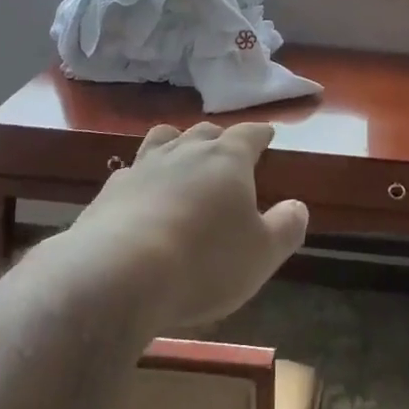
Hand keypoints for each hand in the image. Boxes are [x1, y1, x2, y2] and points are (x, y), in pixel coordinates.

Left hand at [69, 121, 308, 328]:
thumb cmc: (204, 261)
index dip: (260, 133)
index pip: (249, 134)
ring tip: (181, 155)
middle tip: (226, 151)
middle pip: (205, 132)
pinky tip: (142, 194)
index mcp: (227, 159)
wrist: (118, 275)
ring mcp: (143, 166)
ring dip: (177, 144)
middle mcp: (185, 152)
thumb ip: (286, 227)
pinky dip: (143, 177)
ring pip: (164, 140)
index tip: (267, 134)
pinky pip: (132, 171)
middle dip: (218, 138)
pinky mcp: (110, 190)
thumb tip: (298, 206)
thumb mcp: (262, 254)